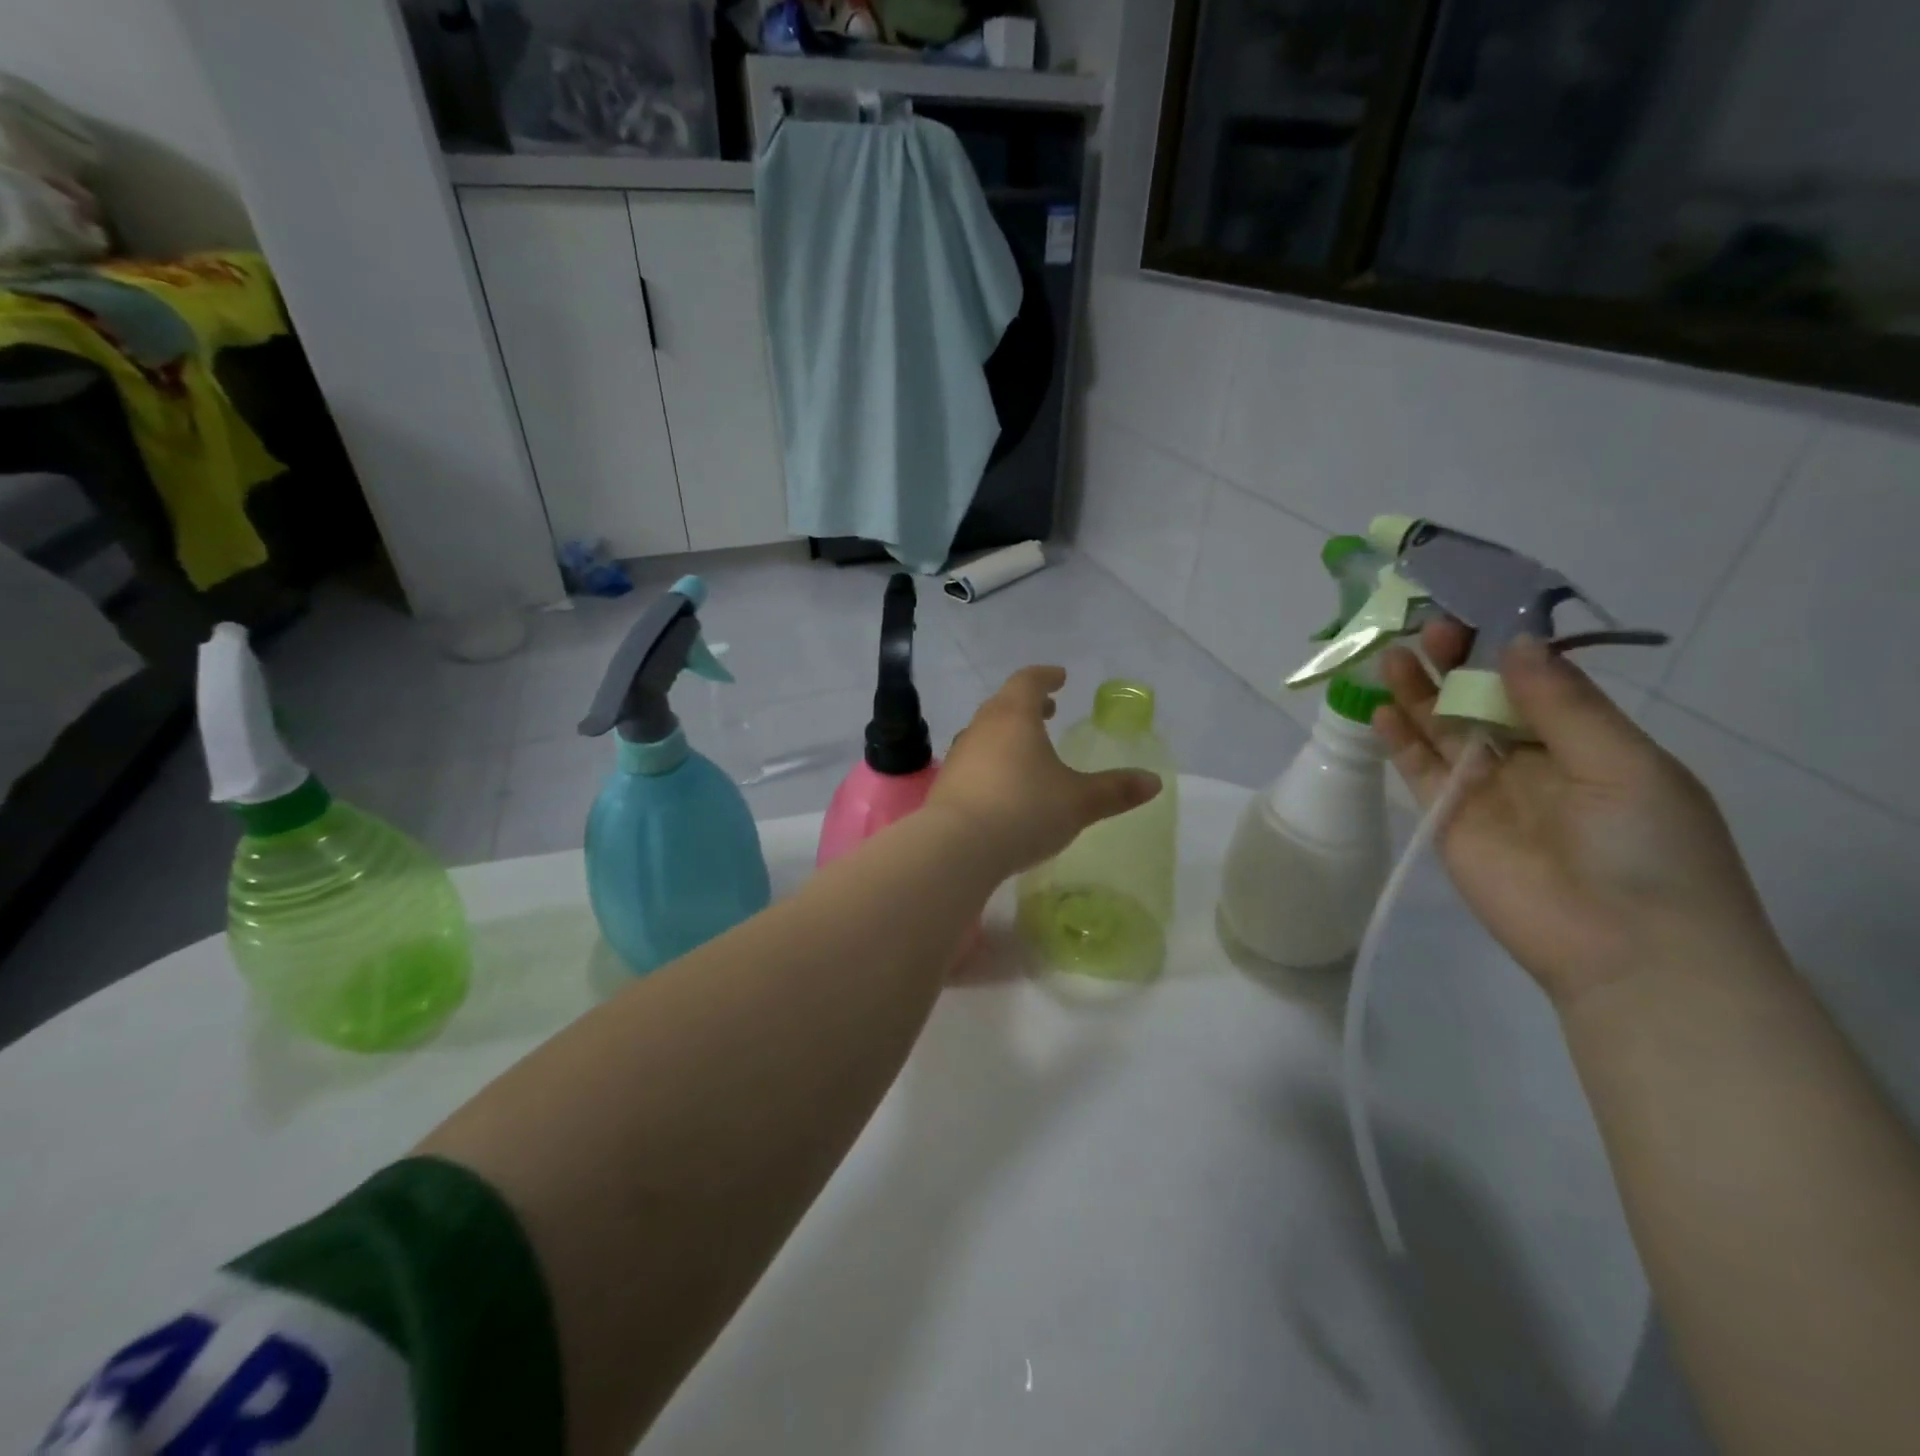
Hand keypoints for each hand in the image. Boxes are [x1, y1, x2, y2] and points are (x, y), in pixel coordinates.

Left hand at [931, 666, 1161, 874]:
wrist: (957, 847)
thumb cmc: (1024, 810)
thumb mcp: (1079, 802)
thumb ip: (1115, 790)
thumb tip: (1153, 782)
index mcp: (1014, 716)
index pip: (1028, 681)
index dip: (1046, 676)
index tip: (1060, 677)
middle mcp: (982, 727)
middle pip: (1004, 703)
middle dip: (1028, 704)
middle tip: (1049, 710)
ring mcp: (960, 755)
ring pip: (986, 732)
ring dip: (1008, 733)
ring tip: (1029, 749)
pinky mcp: (947, 784)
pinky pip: (974, 761)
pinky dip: (992, 761)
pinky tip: (1004, 785)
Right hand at [1374, 624, 1778, 1009]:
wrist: (1624, 949)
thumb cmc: (1648, 848)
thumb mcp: (1623, 763)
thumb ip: (1563, 704)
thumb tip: (1515, 644)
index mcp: (1585, 743)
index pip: (1533, 683)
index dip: (1502, 649)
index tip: (1473, 614)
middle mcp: (1531, 761)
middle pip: (1480, 702)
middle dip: (1454, 665)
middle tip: (1427, 630)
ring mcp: (1485, 791)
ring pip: (1443, 731)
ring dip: (1419, 694)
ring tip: (1392, 656)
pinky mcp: (1447, 819)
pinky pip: (1419, 771)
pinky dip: (1400, 741)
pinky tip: (1383, 710)